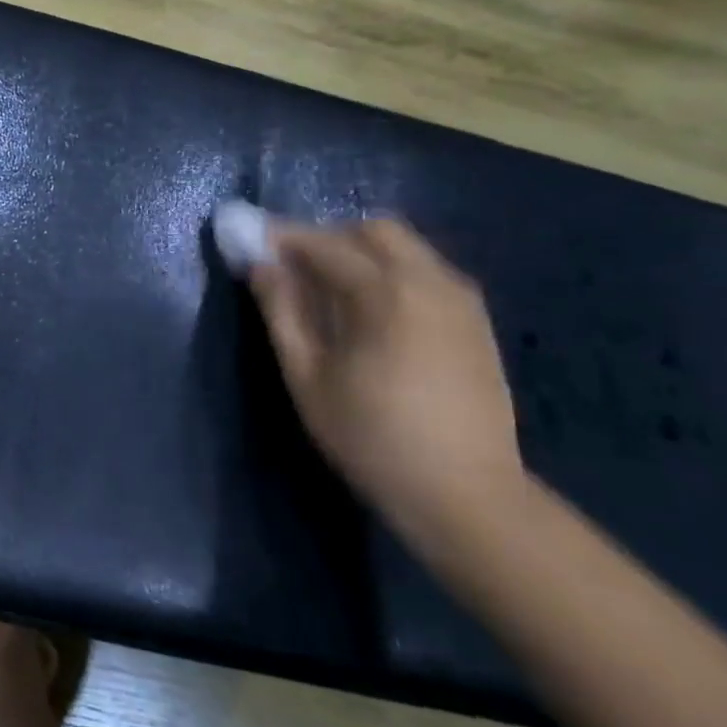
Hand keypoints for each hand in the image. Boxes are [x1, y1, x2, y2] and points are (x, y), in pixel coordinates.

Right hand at [248, 218, 526, 539]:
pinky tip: (370, 313)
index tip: (249, 240)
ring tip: (327, 292)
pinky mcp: (477, 322)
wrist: (467, 495)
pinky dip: (391, 273)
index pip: (324, 244)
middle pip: (375, 230)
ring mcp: (462, 301)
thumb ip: (281, 311)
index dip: (281, 238)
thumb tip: (259, 265)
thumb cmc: (372, 437)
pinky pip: (427, 273)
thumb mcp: (308, 376)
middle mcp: (431, 282)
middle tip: (293, 268)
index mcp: (387, 294)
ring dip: (361, 253)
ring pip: (406, 249)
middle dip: (328, 237)